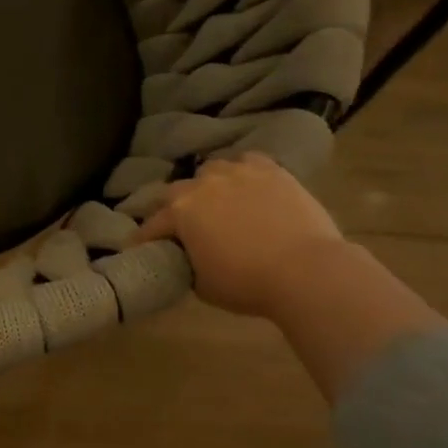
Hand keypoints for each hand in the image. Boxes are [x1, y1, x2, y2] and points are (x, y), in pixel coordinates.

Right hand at [133, 153, 346, 317]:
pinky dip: (242, 172)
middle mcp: (204, 184)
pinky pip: (248, 162)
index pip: (152, 225)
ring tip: (217, 201)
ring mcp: (239, 173)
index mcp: (180, 211)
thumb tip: (189, 258)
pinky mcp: (273, 171)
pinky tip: (248, 186)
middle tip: (182, 226)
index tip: (139, 248)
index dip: (144, 239)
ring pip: (213, 170)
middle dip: (175, 208)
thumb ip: (187, 263)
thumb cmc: (246, 283)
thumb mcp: (202, 284)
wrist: (307, 271)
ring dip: (208, 185)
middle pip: (177, 190)